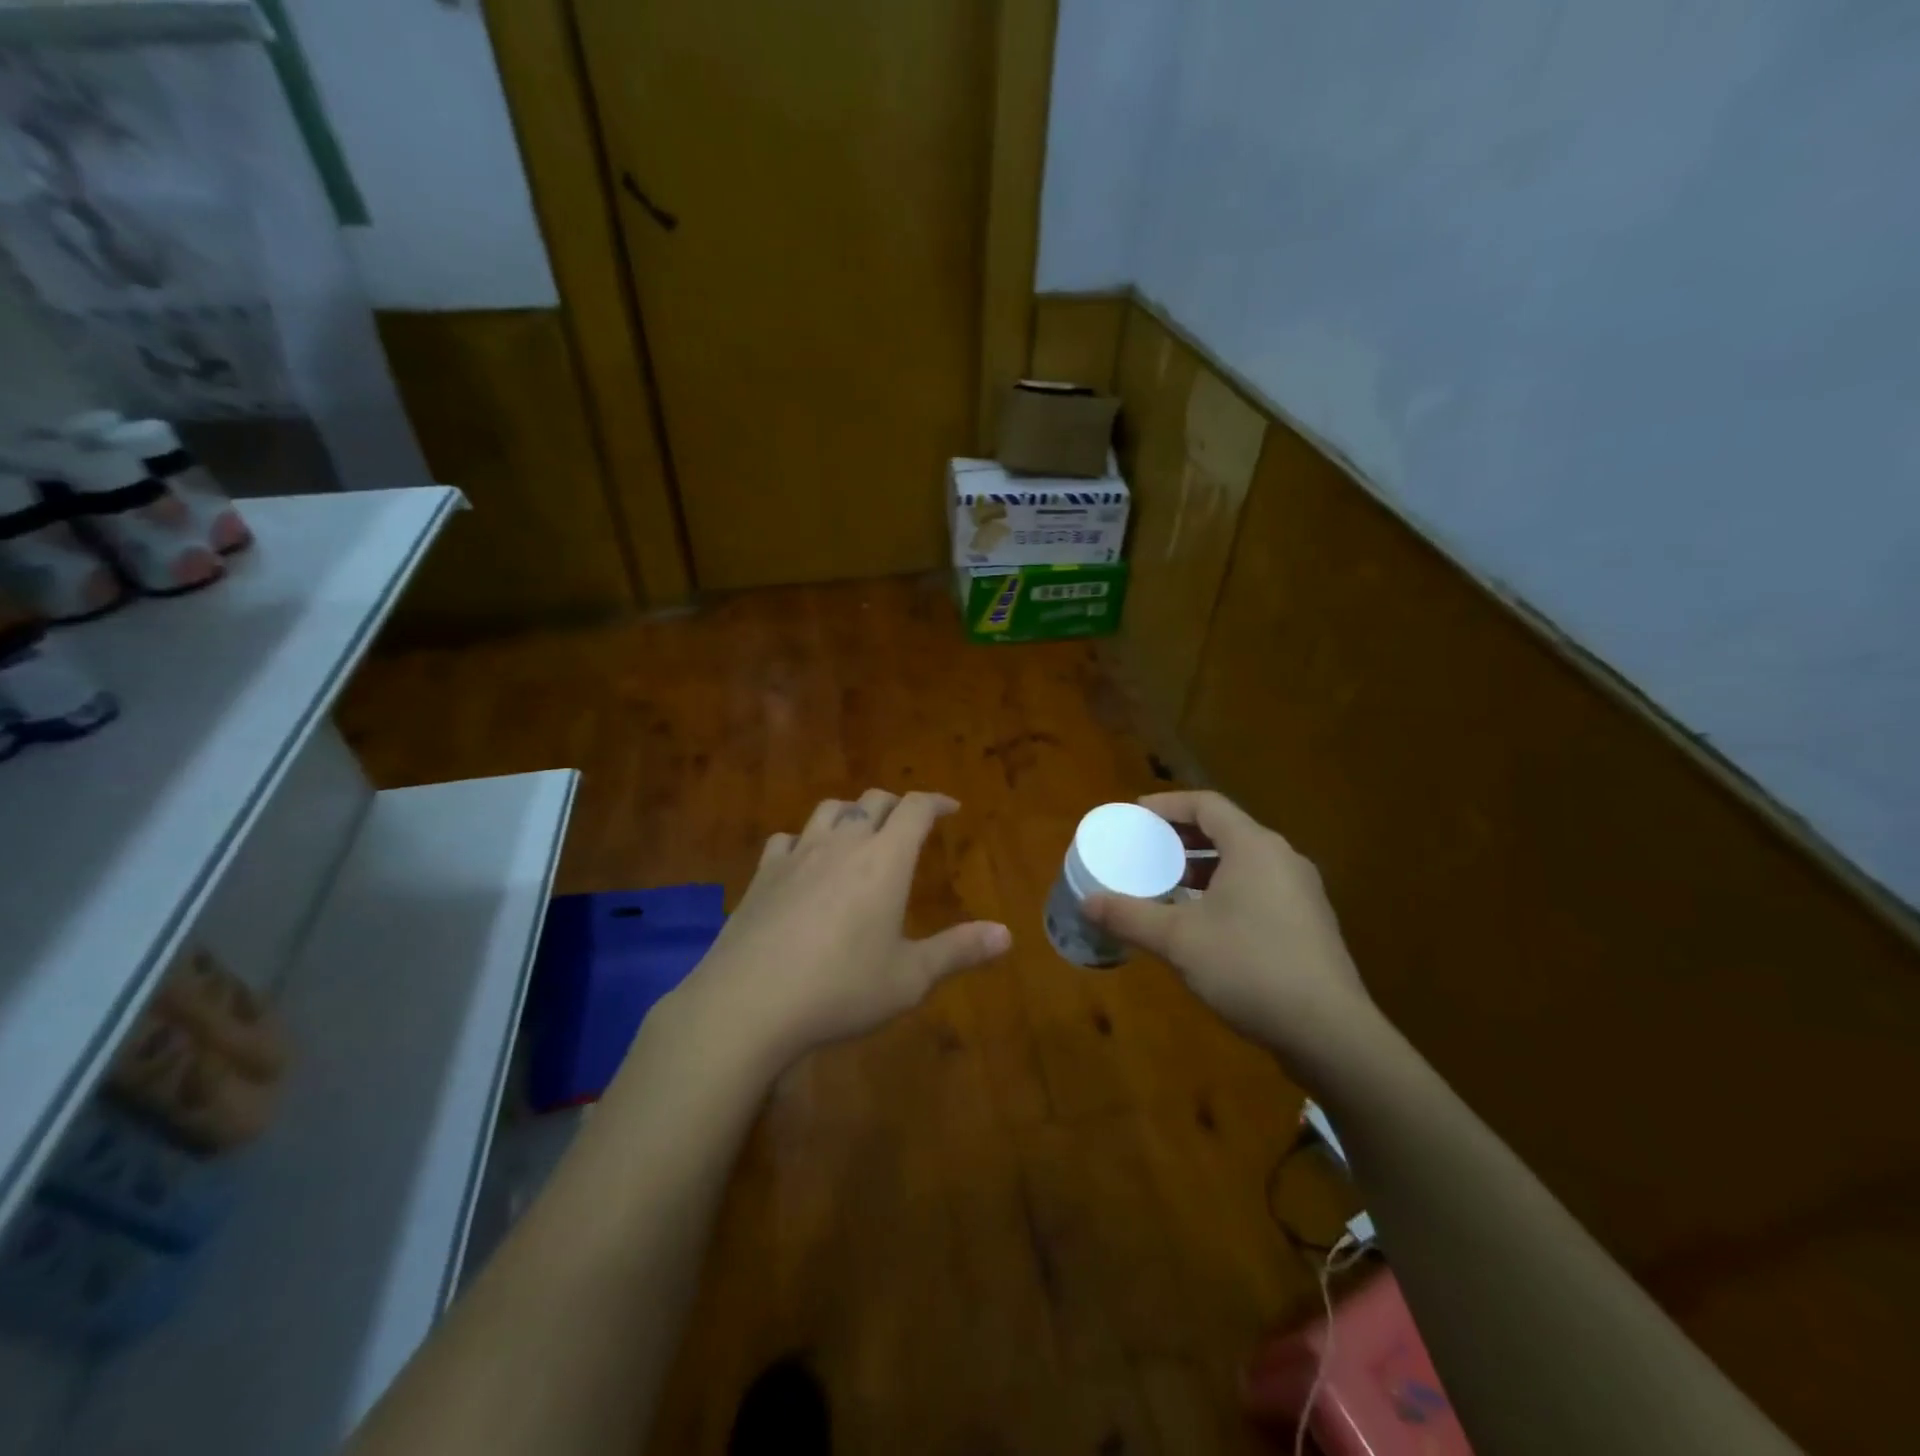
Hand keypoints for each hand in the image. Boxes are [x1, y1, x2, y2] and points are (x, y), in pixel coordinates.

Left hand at [684, 789, 1010, 1064]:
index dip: (936, 802)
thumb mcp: (909, 978)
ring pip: (829, 809)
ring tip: (860, 832)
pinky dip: (804, 840)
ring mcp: (798, 854)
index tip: (951, 808)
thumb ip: (958, 950)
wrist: (748, 1002)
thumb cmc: (841, 988)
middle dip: (897, 804)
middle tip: (910, 822)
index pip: (915, 809)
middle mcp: (843, 843)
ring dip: (851, 812)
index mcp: (885, 860)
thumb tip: (1007, 934)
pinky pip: (787, 838)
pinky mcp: (763, 874)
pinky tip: (803, 861)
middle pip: (873, 801)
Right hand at [1083, 790, 1374, 1058]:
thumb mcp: (1179, 940)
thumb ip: (1130, 916)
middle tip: (1147, 848)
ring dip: (1204, 866)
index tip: (1136, 814)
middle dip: (1183, 836)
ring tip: (1170, 884)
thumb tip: (1087, 902)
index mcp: (1254, 847)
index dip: (1168, 805)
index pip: (1207, 805)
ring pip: (1244, 861)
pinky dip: (1226, 889)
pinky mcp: (1309, 925)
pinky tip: (1205, 922)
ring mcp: (1302, 893)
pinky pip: (1259, 888)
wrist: (1329, 1033)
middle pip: (1227, 830)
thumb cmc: (1250, 967)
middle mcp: (1283, 859)